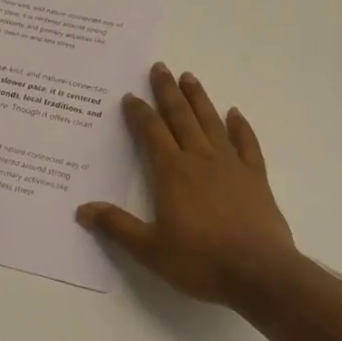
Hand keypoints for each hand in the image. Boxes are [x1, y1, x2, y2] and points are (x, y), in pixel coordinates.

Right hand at [77, 64, 297, 308]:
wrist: (259, 273)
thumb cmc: (201, 261)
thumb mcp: (150, 250)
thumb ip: (117, 227)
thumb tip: (82, 210)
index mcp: (172, 171)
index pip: (151, 132)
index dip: (139, 112)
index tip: (131, 96)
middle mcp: (200, 158)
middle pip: (180, 116)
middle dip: (167, 91)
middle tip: (160, 67)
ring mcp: (231, 164)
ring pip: (211, 121)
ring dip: (199, 98)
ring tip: (189, 76)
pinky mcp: (255, 176)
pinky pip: (246, 143)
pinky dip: (240, 126)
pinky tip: (235, 113)